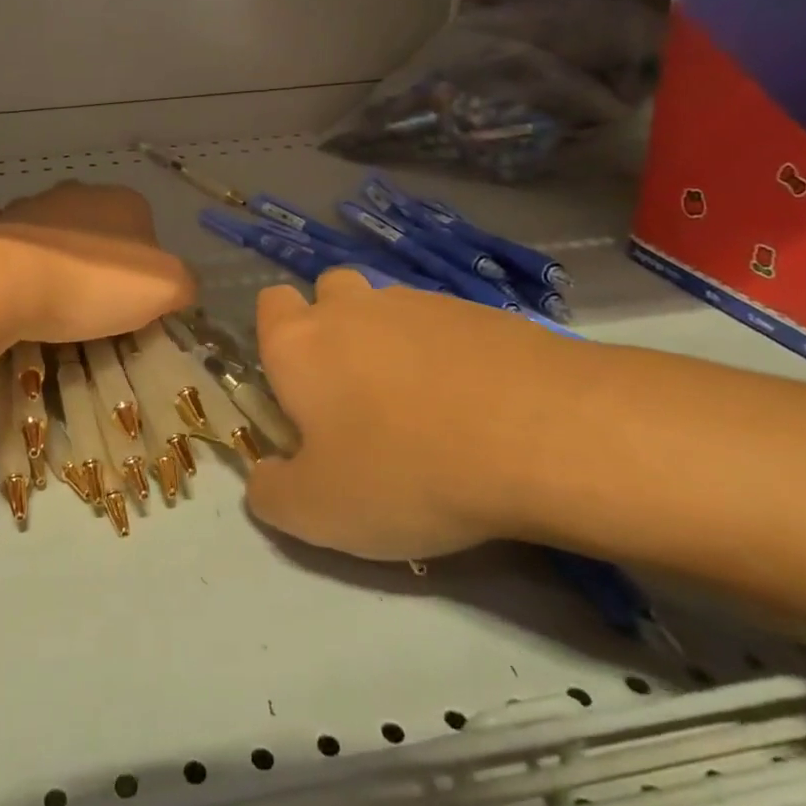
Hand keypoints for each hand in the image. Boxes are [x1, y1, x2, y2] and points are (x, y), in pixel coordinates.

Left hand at [0, 181, 195, 345]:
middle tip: (92, 303)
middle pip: (97, 227)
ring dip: (53, 253)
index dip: (144, 267)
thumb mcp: (165, 288)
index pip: (146, 230)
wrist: (5, 281)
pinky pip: (2, 233)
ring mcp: (28, 204)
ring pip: (50, 227)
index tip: (131, 302)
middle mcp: (76, 192)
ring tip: (48, 299)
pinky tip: (6, 276)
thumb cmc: (93, 283)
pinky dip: (7, 248)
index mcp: (123, 201)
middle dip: (97, 257)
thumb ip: (183, 282)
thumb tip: (179, 285)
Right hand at [243, 268, 595, 561]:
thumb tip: (264, 478)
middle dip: (335, 329)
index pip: (269, 306)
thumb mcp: (318, 511)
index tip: (300, 390)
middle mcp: (350, 307)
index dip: (278, 341)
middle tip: (359, 394)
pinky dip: (449, 355)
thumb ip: (271, 493)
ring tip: (427, 407)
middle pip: (329, 293)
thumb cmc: (406, 470)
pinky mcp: (480, 311)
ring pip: (388, 309)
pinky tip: (477, 405)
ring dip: (393, 343)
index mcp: (299, 342)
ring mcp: (418, 302)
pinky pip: (446, 326)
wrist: (540, 435)